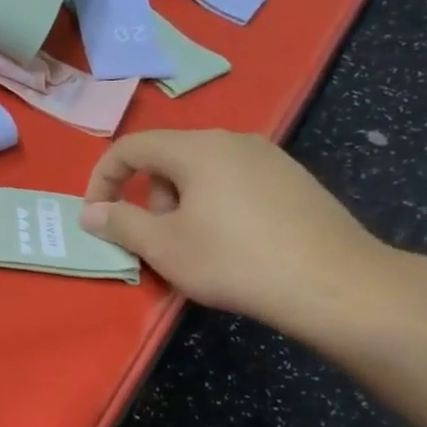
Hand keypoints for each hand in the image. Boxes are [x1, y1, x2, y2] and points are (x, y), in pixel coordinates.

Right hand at [79, 130, 395, 330]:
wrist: (336, 285)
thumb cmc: (234, 261)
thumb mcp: (163, 246)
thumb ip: (119, 223)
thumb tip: (90, 213)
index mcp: (197, 148)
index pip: (130, 147)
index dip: (102, 179)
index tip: (96, 217)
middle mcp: (233, 141)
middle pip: (167, 158)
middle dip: (147, 197)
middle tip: (154, 240)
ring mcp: (269, 158)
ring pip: (201, 171)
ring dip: (180, 204)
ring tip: (194, 247)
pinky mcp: (294, 181)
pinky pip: (234, 183)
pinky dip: (214, 206)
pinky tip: (232, 245)